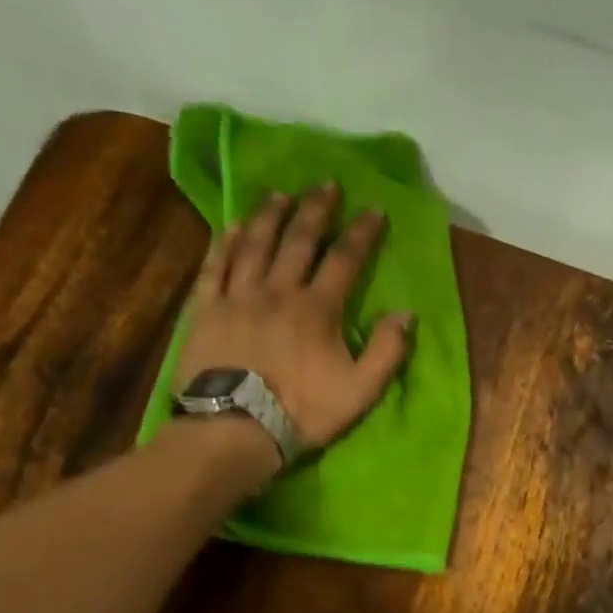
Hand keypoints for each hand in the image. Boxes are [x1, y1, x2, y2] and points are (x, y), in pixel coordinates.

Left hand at [176, 184, 412, 452]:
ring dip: (270, 215)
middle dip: (316, 209)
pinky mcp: (207, 309)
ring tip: (280, 194)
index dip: (362, 233)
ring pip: (255, 243)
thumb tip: (406, 314)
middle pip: (299, 239)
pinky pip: (216, 265)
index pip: (345, 260)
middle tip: (326, 184)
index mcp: (318, 309)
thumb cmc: (303, 411)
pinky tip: (231, 226)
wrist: (236, 427)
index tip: (374, 209)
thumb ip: (387, 352)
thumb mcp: (360, 391)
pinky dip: (225, 243)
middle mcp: (278, 290)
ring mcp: (238, 296)